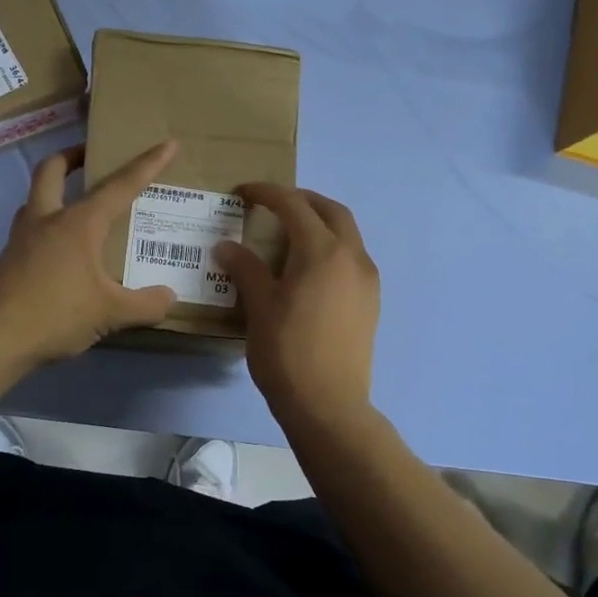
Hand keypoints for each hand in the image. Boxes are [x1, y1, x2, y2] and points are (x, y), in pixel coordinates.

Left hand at [0, 140, 180, 368]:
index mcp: (78, 223)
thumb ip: (145, 305)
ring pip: (35, 198)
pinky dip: (47, 227)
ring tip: (78, 206)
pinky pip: (30, 229)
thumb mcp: (110, 314)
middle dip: (73, 156)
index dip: (147, 164)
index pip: (120, 186)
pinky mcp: (8, 260)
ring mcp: (21, 238)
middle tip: (92, 158)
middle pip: (52, 169)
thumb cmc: (55, 315)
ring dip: (55, 191)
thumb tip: (169, 298)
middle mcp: (47, 220)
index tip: (167, 144)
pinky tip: (62, 254)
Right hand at [217, 184, 379, 429]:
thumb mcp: (259, 306)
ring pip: (347, 233)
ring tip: (289, 233)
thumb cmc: (287, 352)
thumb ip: (245, 268)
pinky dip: (331, 246)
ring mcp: (367, 280)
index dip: (267, 193)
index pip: (294, 205)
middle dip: (302, 199)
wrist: (329, 404)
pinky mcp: (371, 301)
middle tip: (273, 204)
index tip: (243, 192)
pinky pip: (352, 257)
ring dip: (320, 222)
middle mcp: (352, 257)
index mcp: (322, 251)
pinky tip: (308, 267)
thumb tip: (226, 246)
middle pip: (331, 210)